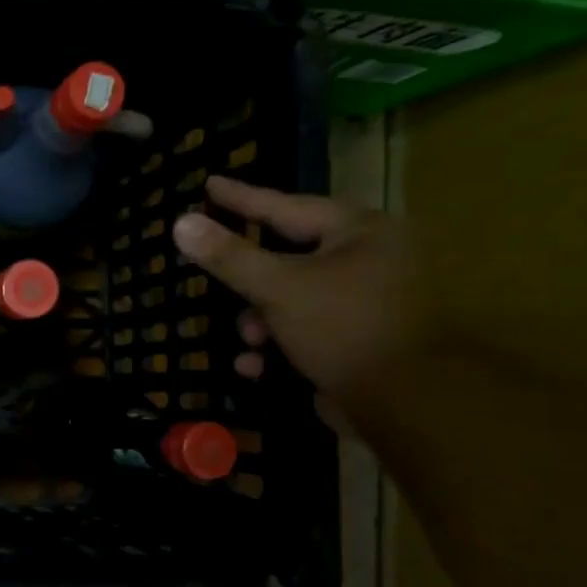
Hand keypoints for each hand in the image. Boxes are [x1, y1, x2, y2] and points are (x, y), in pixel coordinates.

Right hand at [172, 177, 423, 414]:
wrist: (405, 401)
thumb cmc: (343, 327)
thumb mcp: (277, 287)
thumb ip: (228, 256)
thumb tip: (181, 223)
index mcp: (359, 232)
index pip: (286, 206)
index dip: (242, 198)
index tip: (209, 185)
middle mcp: (369, 258)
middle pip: (288, 256)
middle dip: (249, 281)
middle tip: (216, 274)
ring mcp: (367, 301)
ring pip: (292, 298)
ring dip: (260, 321)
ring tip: (250, 340)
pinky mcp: (360, 339)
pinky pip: (306, 330)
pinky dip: (279, 345)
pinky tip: (257, 366)